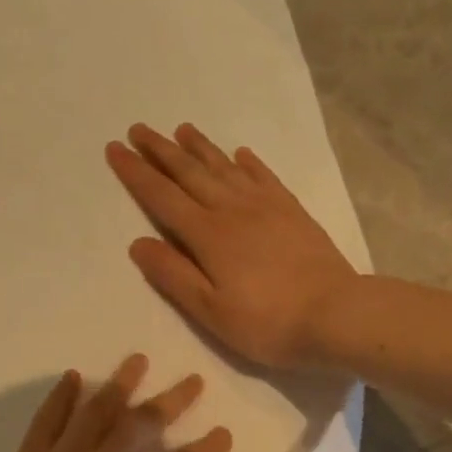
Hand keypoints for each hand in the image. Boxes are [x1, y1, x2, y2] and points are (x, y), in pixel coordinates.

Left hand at [0, 355, 232, 451]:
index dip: (207, 450)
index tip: (223, 434)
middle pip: (143, 424)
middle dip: (172, 401)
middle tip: (193, 380)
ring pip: (96, 412)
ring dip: (121, 384)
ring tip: (139, 360)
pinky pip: (46, 422)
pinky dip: (60, 397)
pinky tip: (72, 379)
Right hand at [106, 124, 360, 370]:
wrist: (336, 314)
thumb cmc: (267, 322)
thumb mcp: (210, 310)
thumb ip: (173, 275)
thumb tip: (138, 242)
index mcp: (208, 235)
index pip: (162, 196)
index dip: (136, 172)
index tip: (115, 148)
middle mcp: (233, 210)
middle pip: (190, 173)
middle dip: (161, 150)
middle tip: (139, 129)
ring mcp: (266, 207)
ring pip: (225, 168)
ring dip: (200, 148)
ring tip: (182, 129)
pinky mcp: (292, 212)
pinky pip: (264, 177)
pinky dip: (248, 163)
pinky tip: (241, 154)